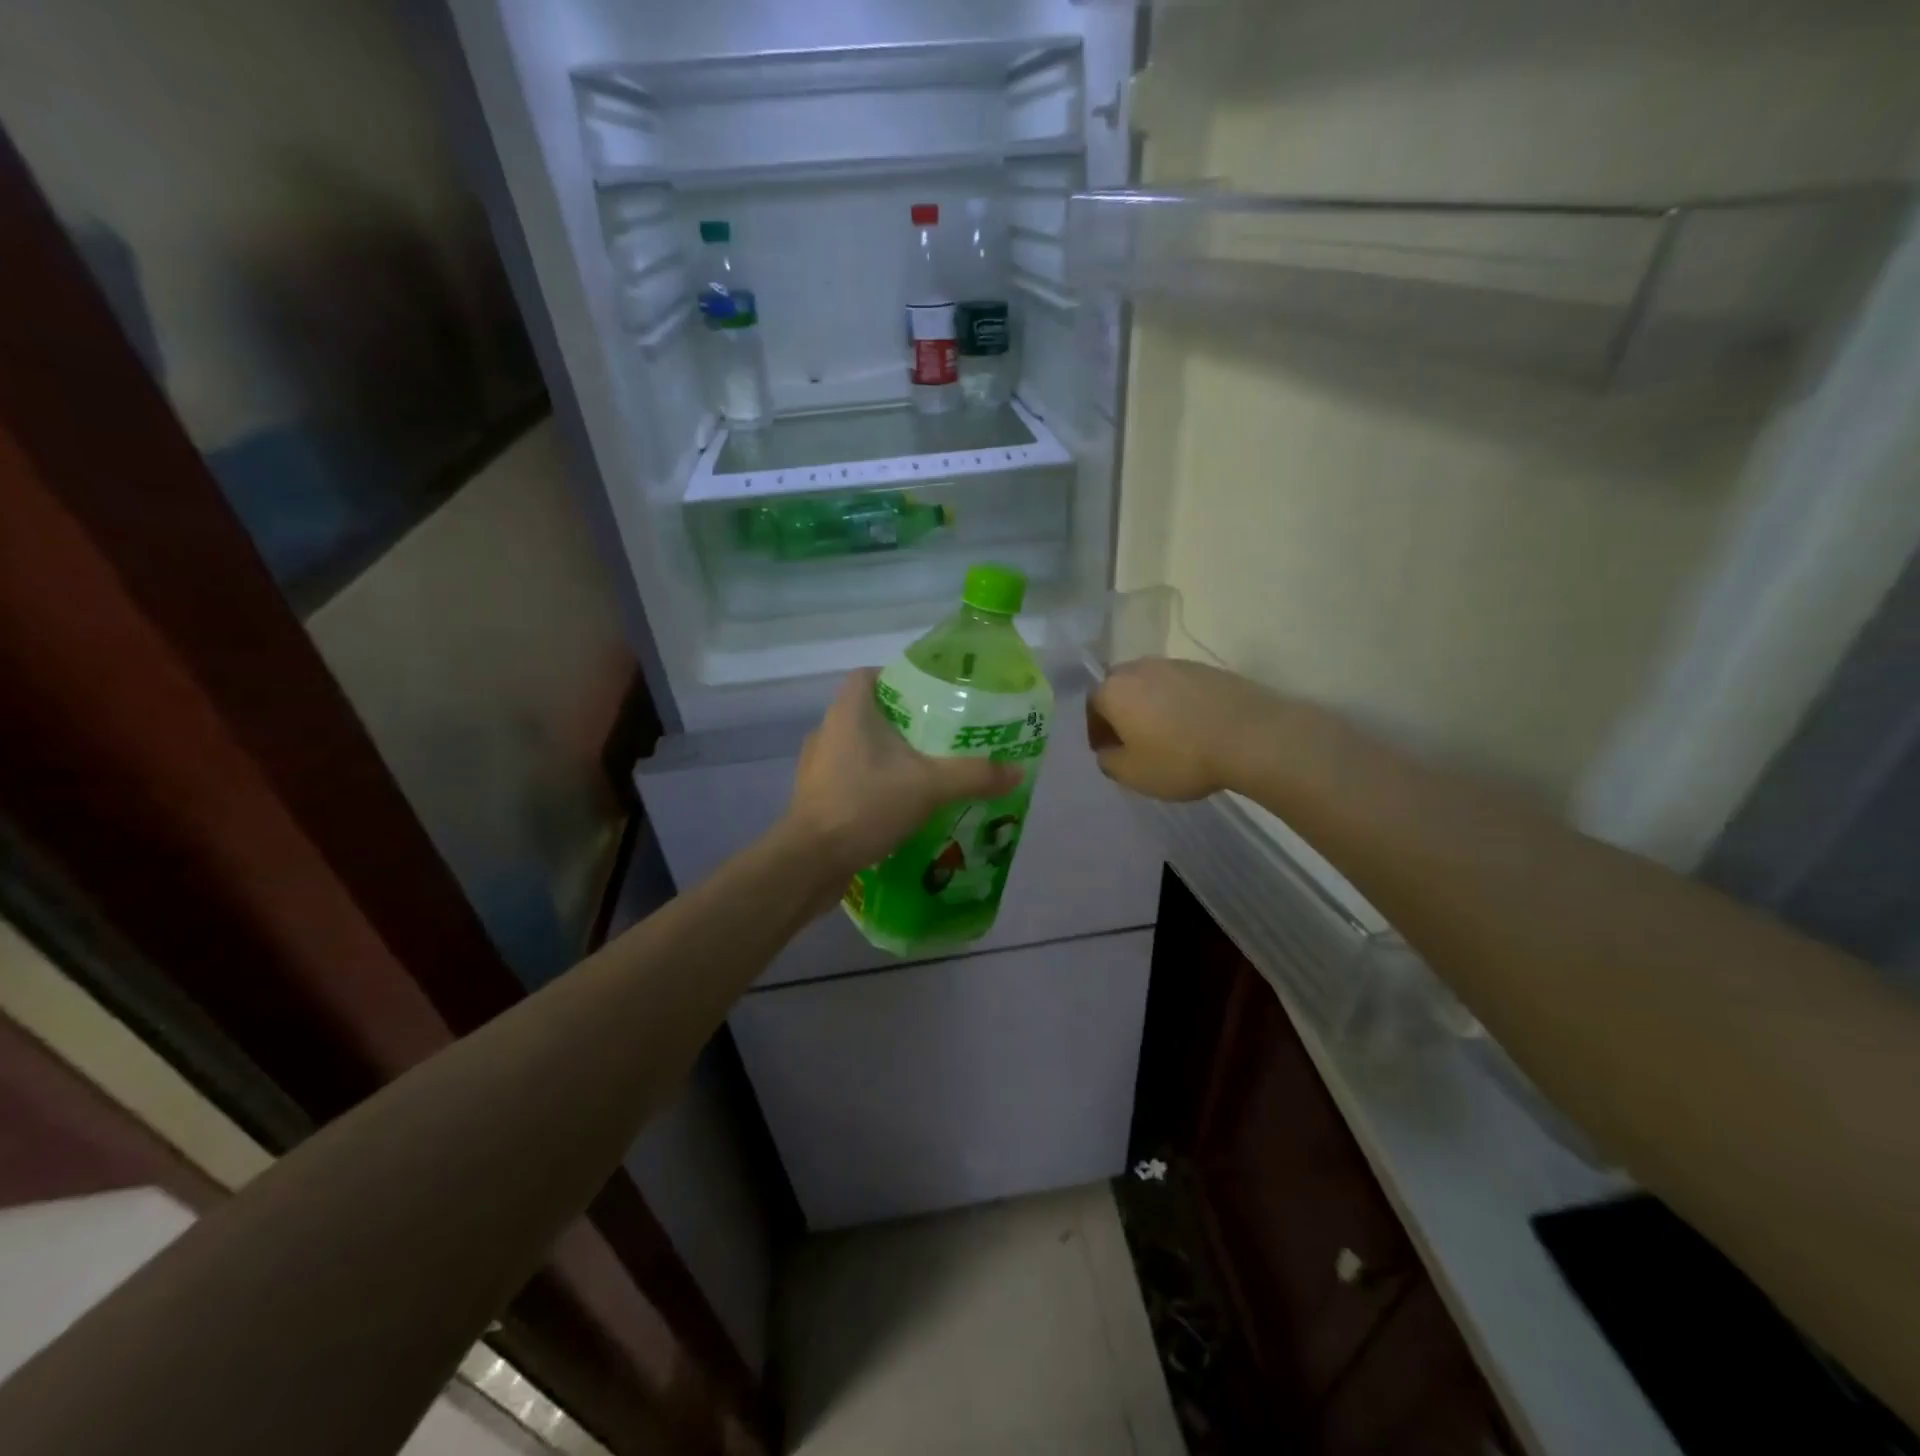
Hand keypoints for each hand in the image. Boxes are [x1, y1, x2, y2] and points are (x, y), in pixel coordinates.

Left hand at [787, 670, 1020, 875]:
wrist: (811, 862)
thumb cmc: (865, 805)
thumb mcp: (930, 786)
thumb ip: (975, 774)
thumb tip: (1017, 770)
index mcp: (848, 712)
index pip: (871, 676)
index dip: (899, 679)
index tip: (932, 697)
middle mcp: (828, 731)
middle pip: (870, 713)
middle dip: (905, 724)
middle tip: (942, 737)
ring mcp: (817, 766)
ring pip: (860, 748)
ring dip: (889, 757)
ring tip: (926, 771)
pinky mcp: (816, 797)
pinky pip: (851, 778)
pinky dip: (875, 784)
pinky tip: (900, 804)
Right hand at [1086, 658, 1279, 800]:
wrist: (1252, 737)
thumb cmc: (1180, 758)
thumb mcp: (1132, 774)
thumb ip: (1109, 761)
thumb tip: (1108, 750)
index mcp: (1113, 689)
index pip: (1091, 706)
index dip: (1096, 731)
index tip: (1108, 752)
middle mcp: (1139, 667)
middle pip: (1120, 688)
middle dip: (1121, 712)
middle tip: (1133, 741)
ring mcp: (1176, 664)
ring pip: (1151, 685)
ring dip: (1150, 705)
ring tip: (1166, 734)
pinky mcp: (1208, 669)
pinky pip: (1180, 687)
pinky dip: (1178, 703)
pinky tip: (1193, 726)